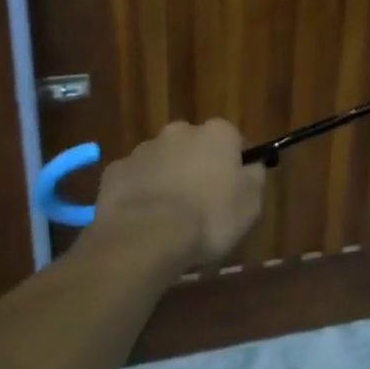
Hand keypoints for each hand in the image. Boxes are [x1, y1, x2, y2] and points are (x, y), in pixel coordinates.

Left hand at [89, 119, 265, 271]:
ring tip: (169, 217)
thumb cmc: (209, 218)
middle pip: (194, 146)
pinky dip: (140, 193)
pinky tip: (143, 219)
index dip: (235, 165)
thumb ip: (254, 177)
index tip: (234, 189)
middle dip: (197, 167)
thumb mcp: (250, 204)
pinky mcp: (115, 171)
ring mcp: (144, 149)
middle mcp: (180, 131)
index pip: (234, 140)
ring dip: (167, 178)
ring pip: (162, 161)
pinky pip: (134, 179)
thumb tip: (252, 166)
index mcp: (217, 134)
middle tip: (200, 202)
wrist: (147, 237)